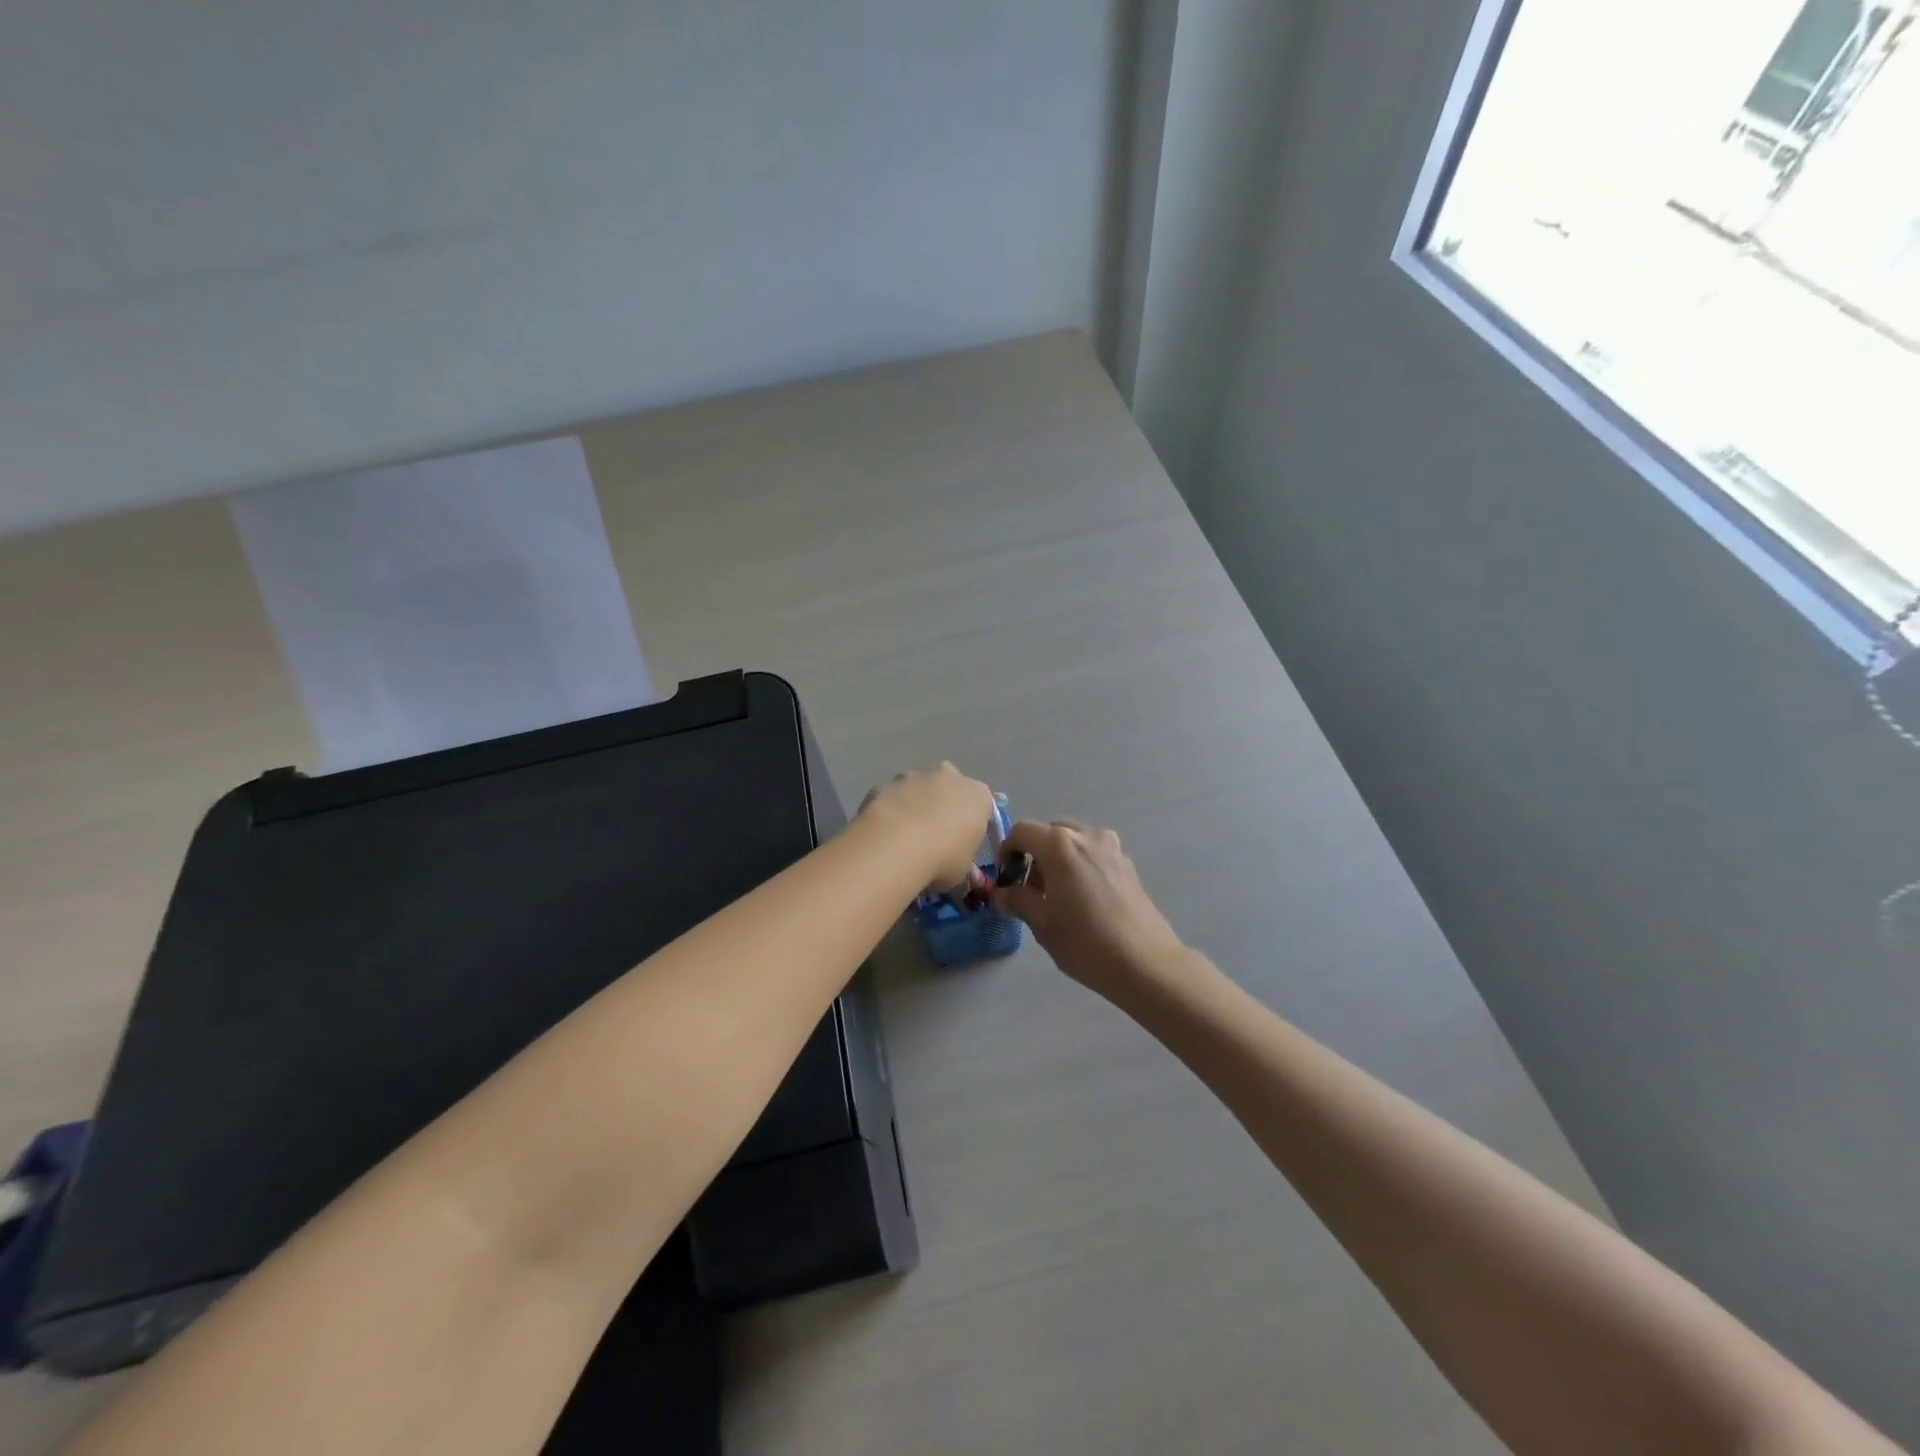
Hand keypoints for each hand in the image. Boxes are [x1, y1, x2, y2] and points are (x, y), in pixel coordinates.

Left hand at [857, 764, 997, 896]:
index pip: (980, 807)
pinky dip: (888, 812)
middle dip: (941, 807)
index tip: (960, 845)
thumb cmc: (942, 859)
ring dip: (913, 807)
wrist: (896, 847)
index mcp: (978, 795)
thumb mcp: (963, 871)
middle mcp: (949, 777)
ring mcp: (914, 776)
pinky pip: (890, 798)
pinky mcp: (884, 783)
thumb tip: (953, 867)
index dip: (969, 827)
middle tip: (932, 839)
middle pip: (948, 790)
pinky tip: (882, 836)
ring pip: (916, 790)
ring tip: (902, 840)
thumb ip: (962, 862)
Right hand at [991, 819, 1187, 997]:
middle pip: (1048, 832)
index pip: (1021, 831)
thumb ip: (1017, 900)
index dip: (1006, 851)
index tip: (1005, 879)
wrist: (1146, 963)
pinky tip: (1082, 899)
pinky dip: (1079, 864)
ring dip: (1057, 859)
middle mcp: (1086, 835)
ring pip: (1073, 840)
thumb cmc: (1086, 942)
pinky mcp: (1127, 863)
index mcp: (1060, 844)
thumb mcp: (1042, 924)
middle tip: (1029, 890)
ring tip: (1056, 896)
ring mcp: (1111, 847)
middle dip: (1033, 854)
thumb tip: (1000, 893)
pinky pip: (1093, 852)